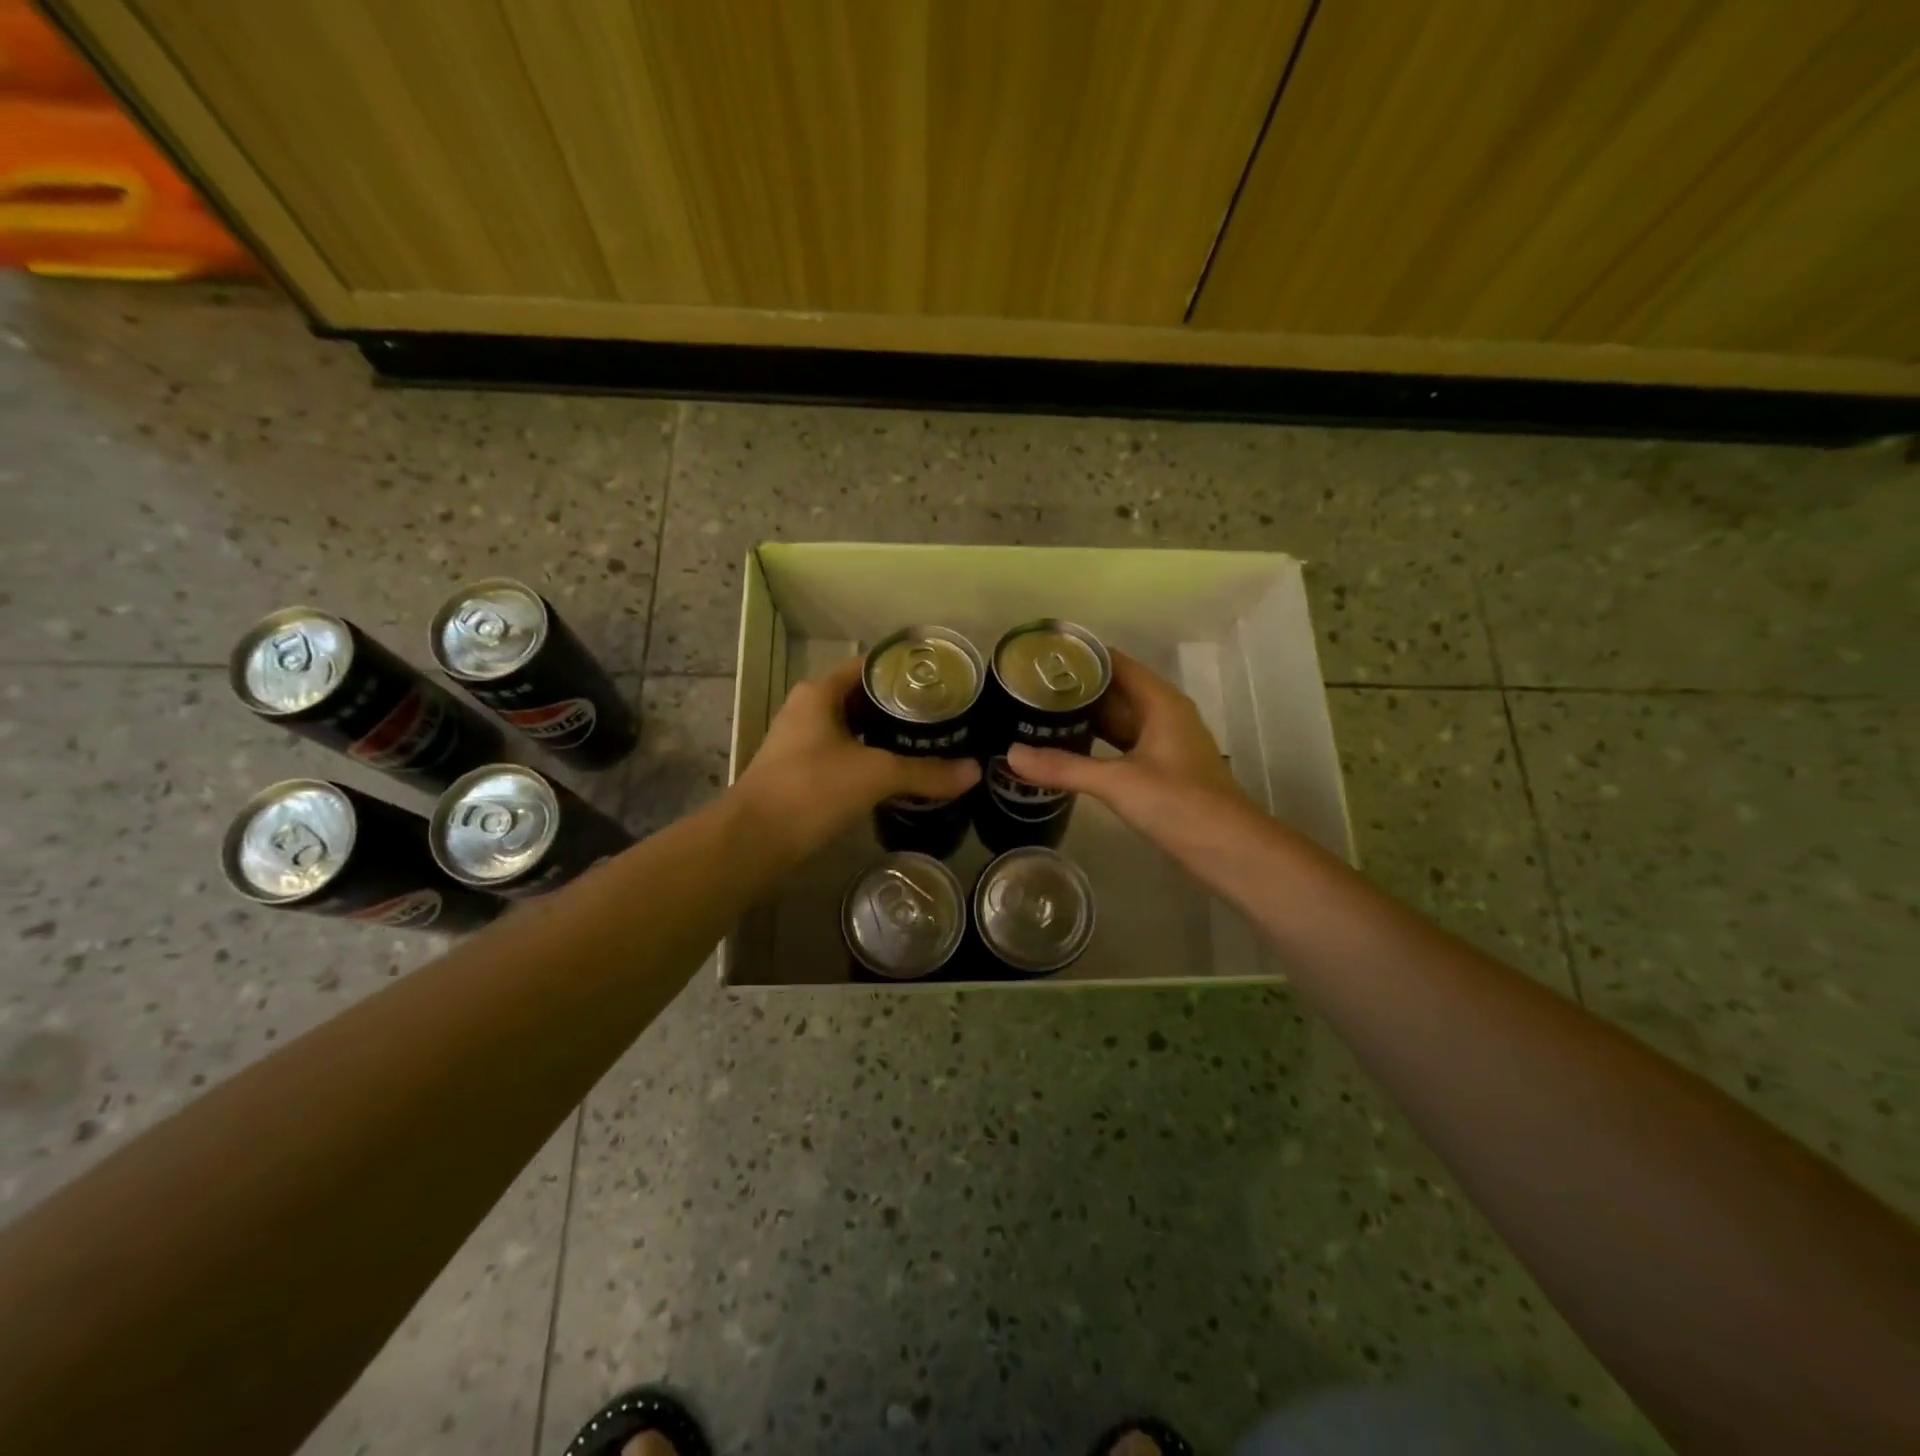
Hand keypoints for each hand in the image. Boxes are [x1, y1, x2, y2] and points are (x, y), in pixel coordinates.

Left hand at [733, 656, 979, 861]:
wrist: (754, 840)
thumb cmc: (811, 789)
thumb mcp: (875, 775)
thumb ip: (925, 772)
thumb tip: (974, 772)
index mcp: (820, 693)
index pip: (870, 667)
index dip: (905, 672)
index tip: (943, 682)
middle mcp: (809, 709)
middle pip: (864, 698)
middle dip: (902, 708)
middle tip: (945, 716)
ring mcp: (803, 742)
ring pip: (855, 730)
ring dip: (887, 736)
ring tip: (931, 742)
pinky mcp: (803, 772)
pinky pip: (846, 755)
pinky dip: (872, 760)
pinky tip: (900, 774)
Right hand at [1007, 650, 1244, 849]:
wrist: (1229, 850)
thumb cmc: (1180, 804)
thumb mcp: (1118, 782)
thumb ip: (1064, 767)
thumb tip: (1011, 754)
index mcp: (1160, 702)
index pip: (1115, 663)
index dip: (1080, 657)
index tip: (1039, 658)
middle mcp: (1162, 715)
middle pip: (1113, 690)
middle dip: (1074, 689)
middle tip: (1025, 688)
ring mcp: (1162, 743)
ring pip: (1116, 720)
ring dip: (1082, 717)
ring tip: (1036, 714)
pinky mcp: (1158, 770)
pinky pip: (1119, 745)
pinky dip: (1093, 743)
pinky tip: (1064, 749)